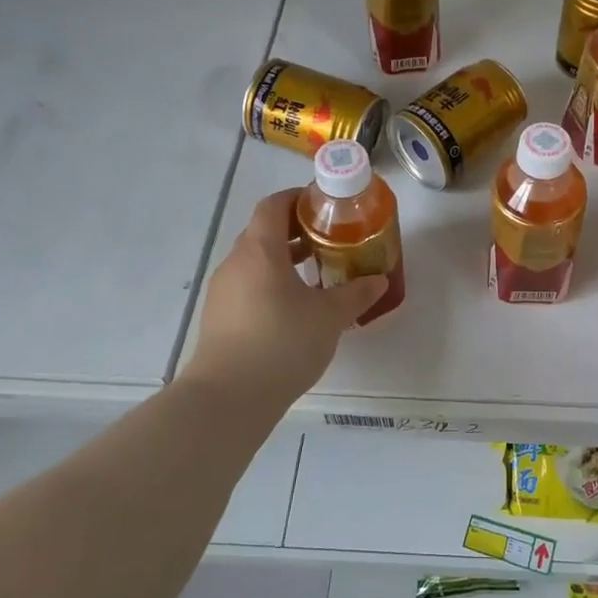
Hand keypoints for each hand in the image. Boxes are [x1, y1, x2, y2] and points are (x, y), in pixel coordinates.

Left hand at [179, 189, 387, 404]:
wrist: (228, 398)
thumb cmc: (282, 343)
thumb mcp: (329, 317)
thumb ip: (356, 294)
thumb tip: (378, 280)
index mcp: (260, 251)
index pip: (273, 206)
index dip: (297, 198)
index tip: (324, 205)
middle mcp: (236, 263)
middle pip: (263, 232)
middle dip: (296, 231)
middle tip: (329, 239)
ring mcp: (223, 292)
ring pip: (255, 262)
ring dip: (284, 260)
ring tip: (317, 273)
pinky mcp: (219, 318)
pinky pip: (248, 286)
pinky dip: (271, 284)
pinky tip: (295, 308)